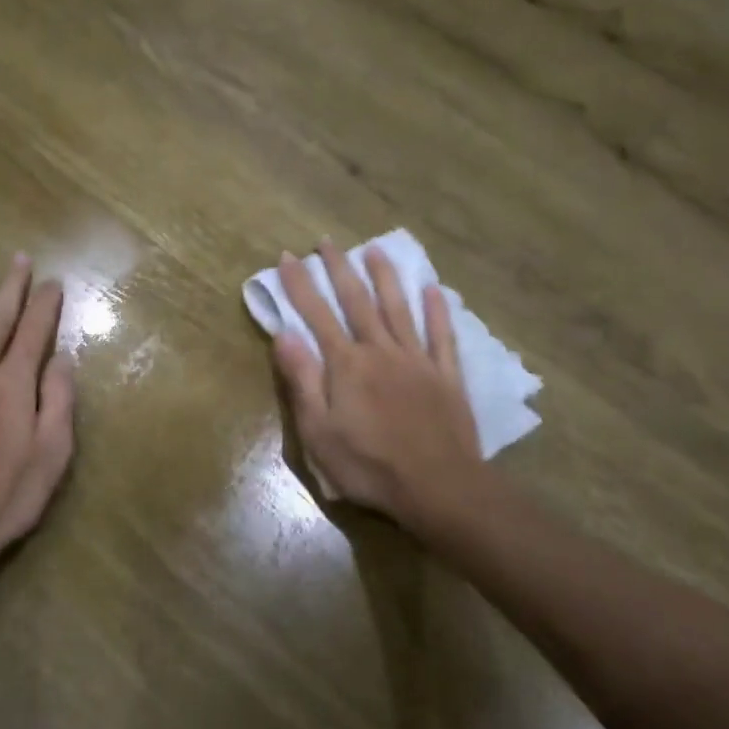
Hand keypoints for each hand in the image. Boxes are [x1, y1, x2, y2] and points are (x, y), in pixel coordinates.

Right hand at [273, 240, 484, 531]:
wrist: (437, 486)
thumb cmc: (369, 465)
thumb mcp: (319, 431)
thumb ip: (302, 380)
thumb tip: (283, 334)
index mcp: (347, 365)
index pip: (316, 315)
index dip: (299, 284)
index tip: (288, 256)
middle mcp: (380, 351)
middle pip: (357, 301)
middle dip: (339, 269)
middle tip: (327, 241)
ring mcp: (417, 360)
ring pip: (399, 308)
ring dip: (385, 277)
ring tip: (375, 249)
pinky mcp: (446, 375)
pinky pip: (441, 335)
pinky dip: (437, 310)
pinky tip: (434, 288)